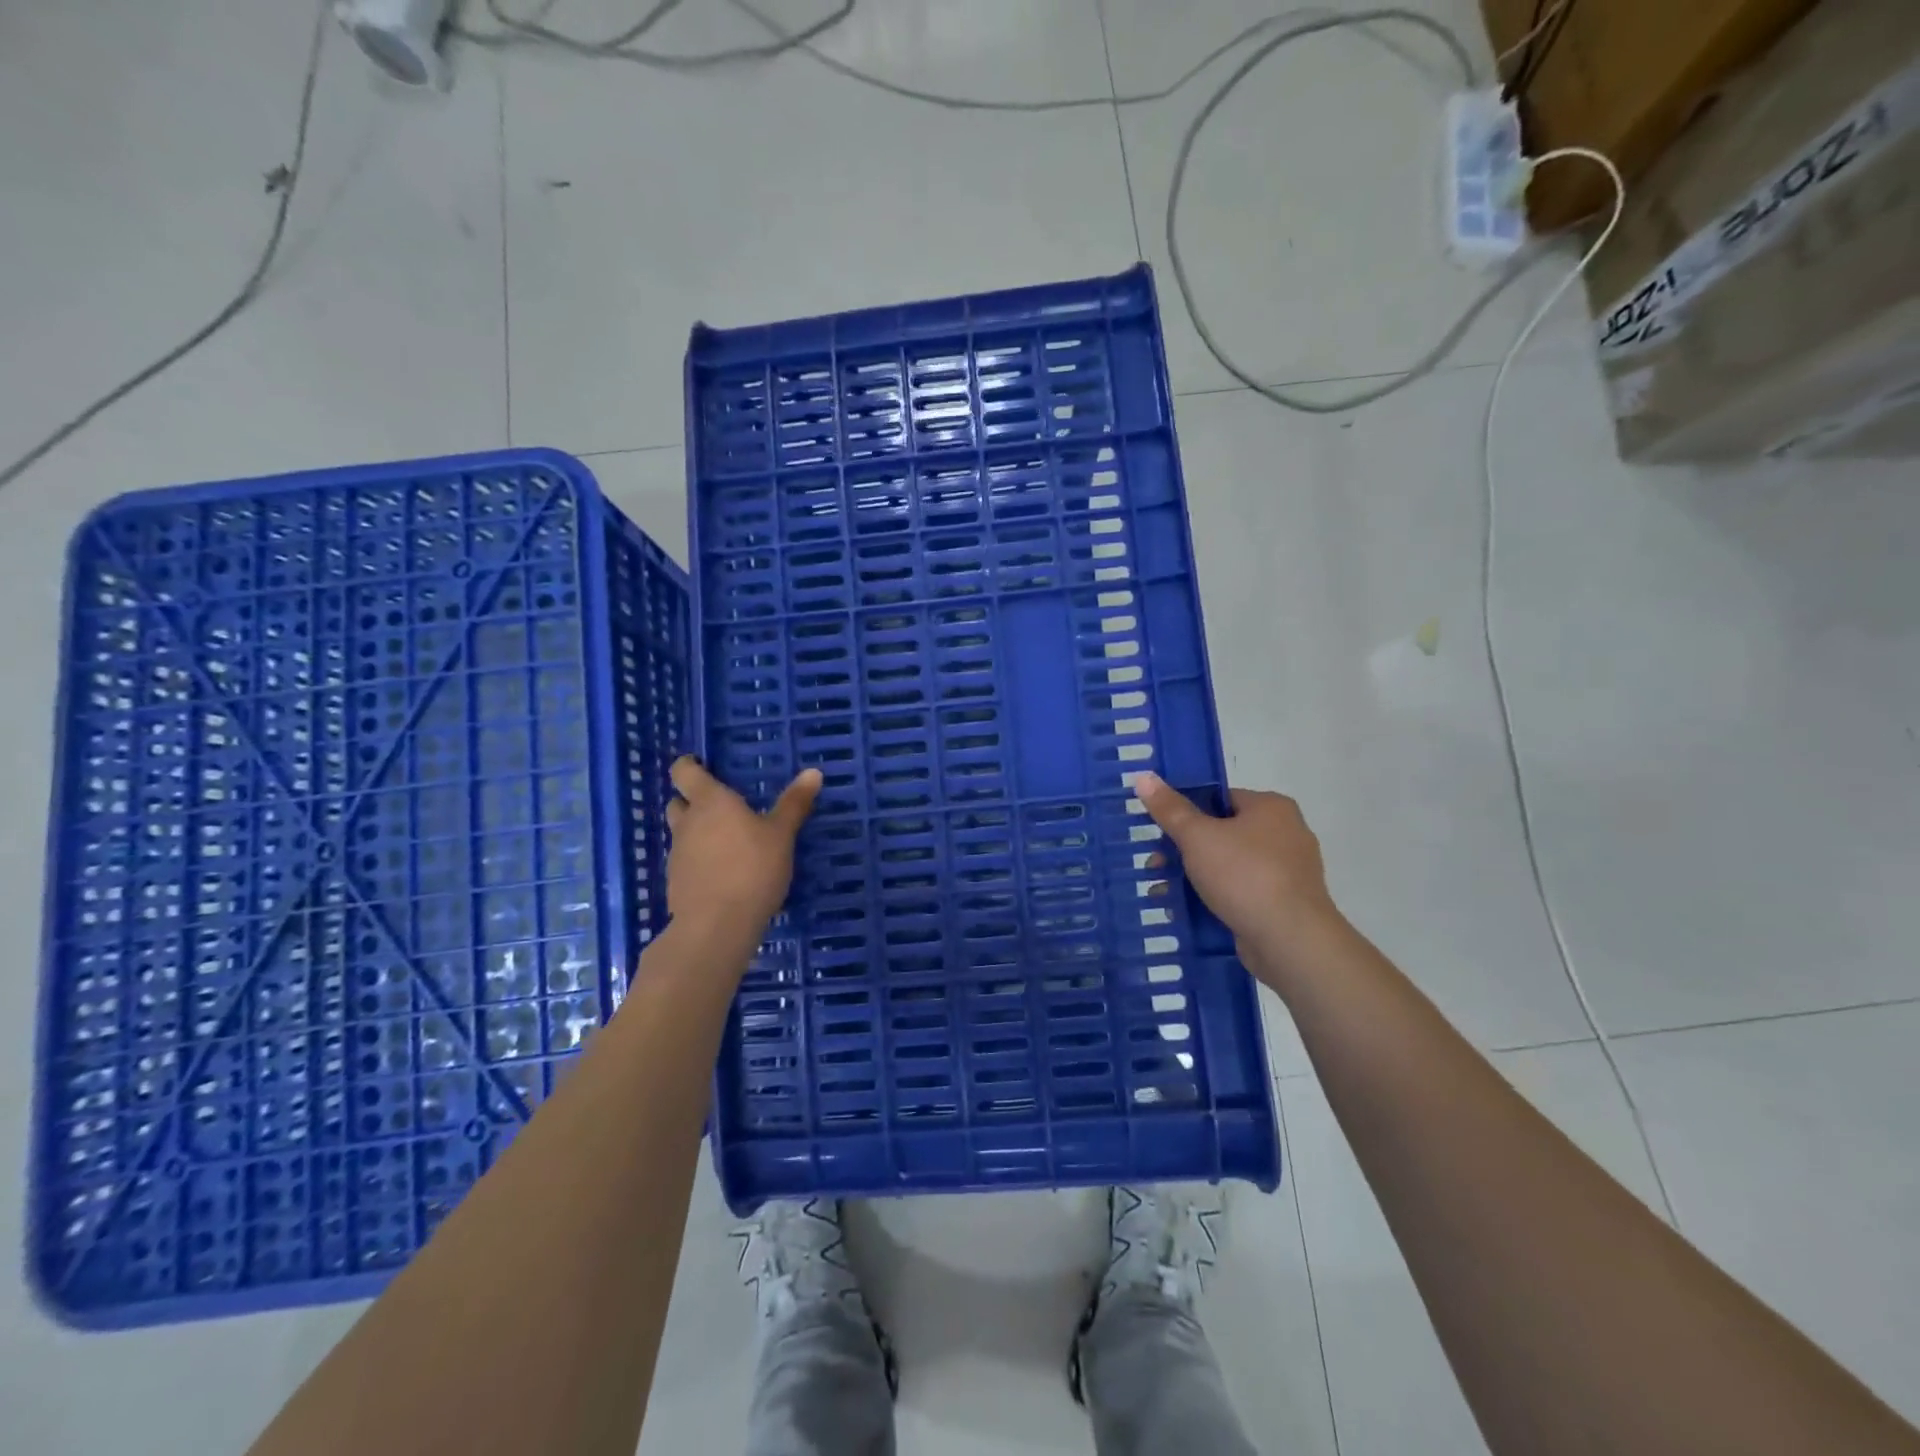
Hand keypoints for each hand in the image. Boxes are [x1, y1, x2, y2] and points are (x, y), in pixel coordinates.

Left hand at [665, 757, 820, 937]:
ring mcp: (678, 855)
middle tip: (719, 806)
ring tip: (726, 842)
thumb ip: (794, 803)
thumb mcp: (781, 834)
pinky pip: (686, 862)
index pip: (684, 772)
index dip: (688, 766)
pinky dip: (699, 862)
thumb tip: (813, 771)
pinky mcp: (676, 884)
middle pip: (678, 803)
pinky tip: (722, 874)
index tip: (699, 764)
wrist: (717, 925)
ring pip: (682, 834)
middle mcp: (688, 823)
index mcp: (711, 802)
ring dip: (697, 833)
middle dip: (692, 801)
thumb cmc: (752, 868)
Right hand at [1136, 772, 1342, 977]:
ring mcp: (1288, 872)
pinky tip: (1186, 910)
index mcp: (1271, 808)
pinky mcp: (1285, 904)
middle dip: (1184, 850)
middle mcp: (1286, 834)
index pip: (1220, 798)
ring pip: (1229, 866)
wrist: (1290, 940)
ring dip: (1194, 877)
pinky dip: (1215, 898)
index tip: (1159, 829)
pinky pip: (1241, 893)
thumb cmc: (1244, 875)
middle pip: (1222, 833)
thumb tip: (1143, 776)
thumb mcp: (1197, 836)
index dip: (1186, 811)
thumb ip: (1170, 808)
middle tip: (1154, 864)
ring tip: (1161, 891)